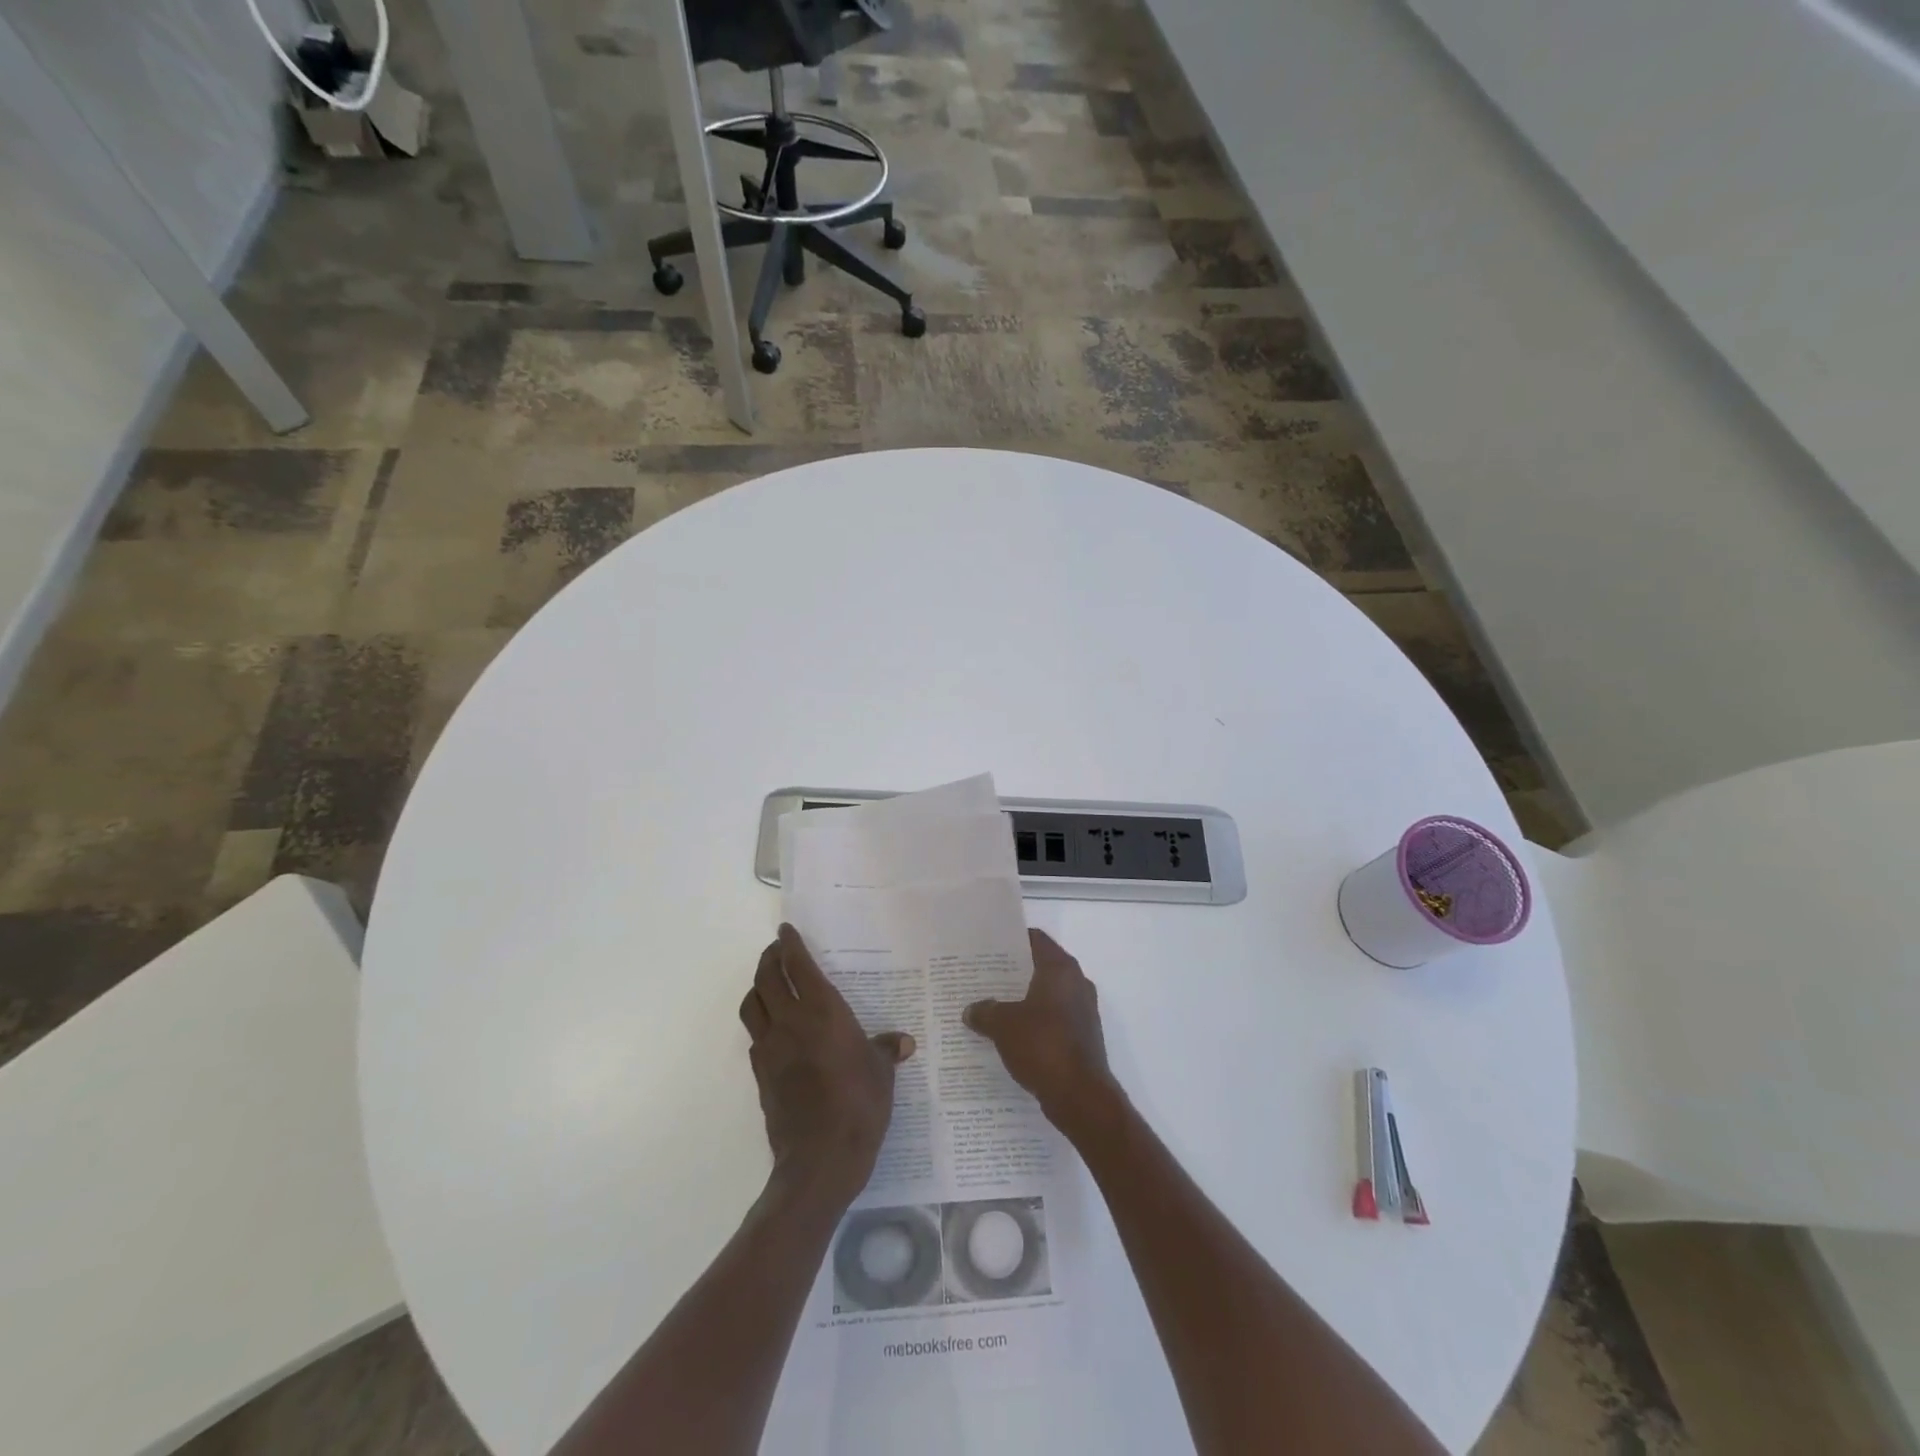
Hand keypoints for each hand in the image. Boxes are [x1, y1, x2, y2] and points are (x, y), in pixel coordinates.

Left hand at [739, 924, 914, 1208]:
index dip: (789, 943)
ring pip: (751, 1003)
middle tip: (778, 950)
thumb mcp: (881, 1073)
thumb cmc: (859, 1105)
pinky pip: (754, 1035)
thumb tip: (902, 1042)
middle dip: (769, 958)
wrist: (820, 1158)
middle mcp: (790, 1021)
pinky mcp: (760, 1074)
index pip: (797, 965)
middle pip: (766, 977)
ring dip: (758, 986)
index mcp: (822, 1011)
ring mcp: (770, 1048)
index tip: (786, 929)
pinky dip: (760, 1021)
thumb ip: (886, 1050)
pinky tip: (774, 1028)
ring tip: (769, 982)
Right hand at [963, 930, 1119, 1134]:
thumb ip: (985, 1011)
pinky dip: (1034, 1022)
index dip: (1012, 940)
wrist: (1081, 1096)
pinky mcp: (1083, 1036)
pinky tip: (1010, 1034)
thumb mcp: (1003, 1025)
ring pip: (1047, 995)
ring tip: (991, 1005)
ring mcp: (1083, 1011)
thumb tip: (972, 1010)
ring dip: (1023, 999)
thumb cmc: (1043, 1045)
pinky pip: (1053, 1019)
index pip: (1036, 939)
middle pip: (1041, 967)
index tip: (989, 946)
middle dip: (1014, 972)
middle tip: (983, 976)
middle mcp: (1076, 983)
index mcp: (1060, 969)